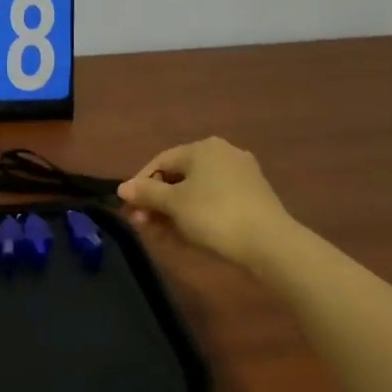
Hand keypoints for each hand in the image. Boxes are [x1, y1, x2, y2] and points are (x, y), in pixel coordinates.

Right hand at [118, 137, 296, 268]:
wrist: (269, 243)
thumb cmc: (214, 215)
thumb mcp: (173, 204)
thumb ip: (146, 193)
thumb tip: (122, 188)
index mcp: (202, 148)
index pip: (160, 161)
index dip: (140, 184)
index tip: (129, 209)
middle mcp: (222, 154)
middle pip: (178, 177)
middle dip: (156, 201)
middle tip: (142, 224)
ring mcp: (240, 175)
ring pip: (196, 191)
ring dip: (173, 211)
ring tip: (160, 234)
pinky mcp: (252, 197)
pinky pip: (214, 201)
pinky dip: (196, 214)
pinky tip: (185, 235)